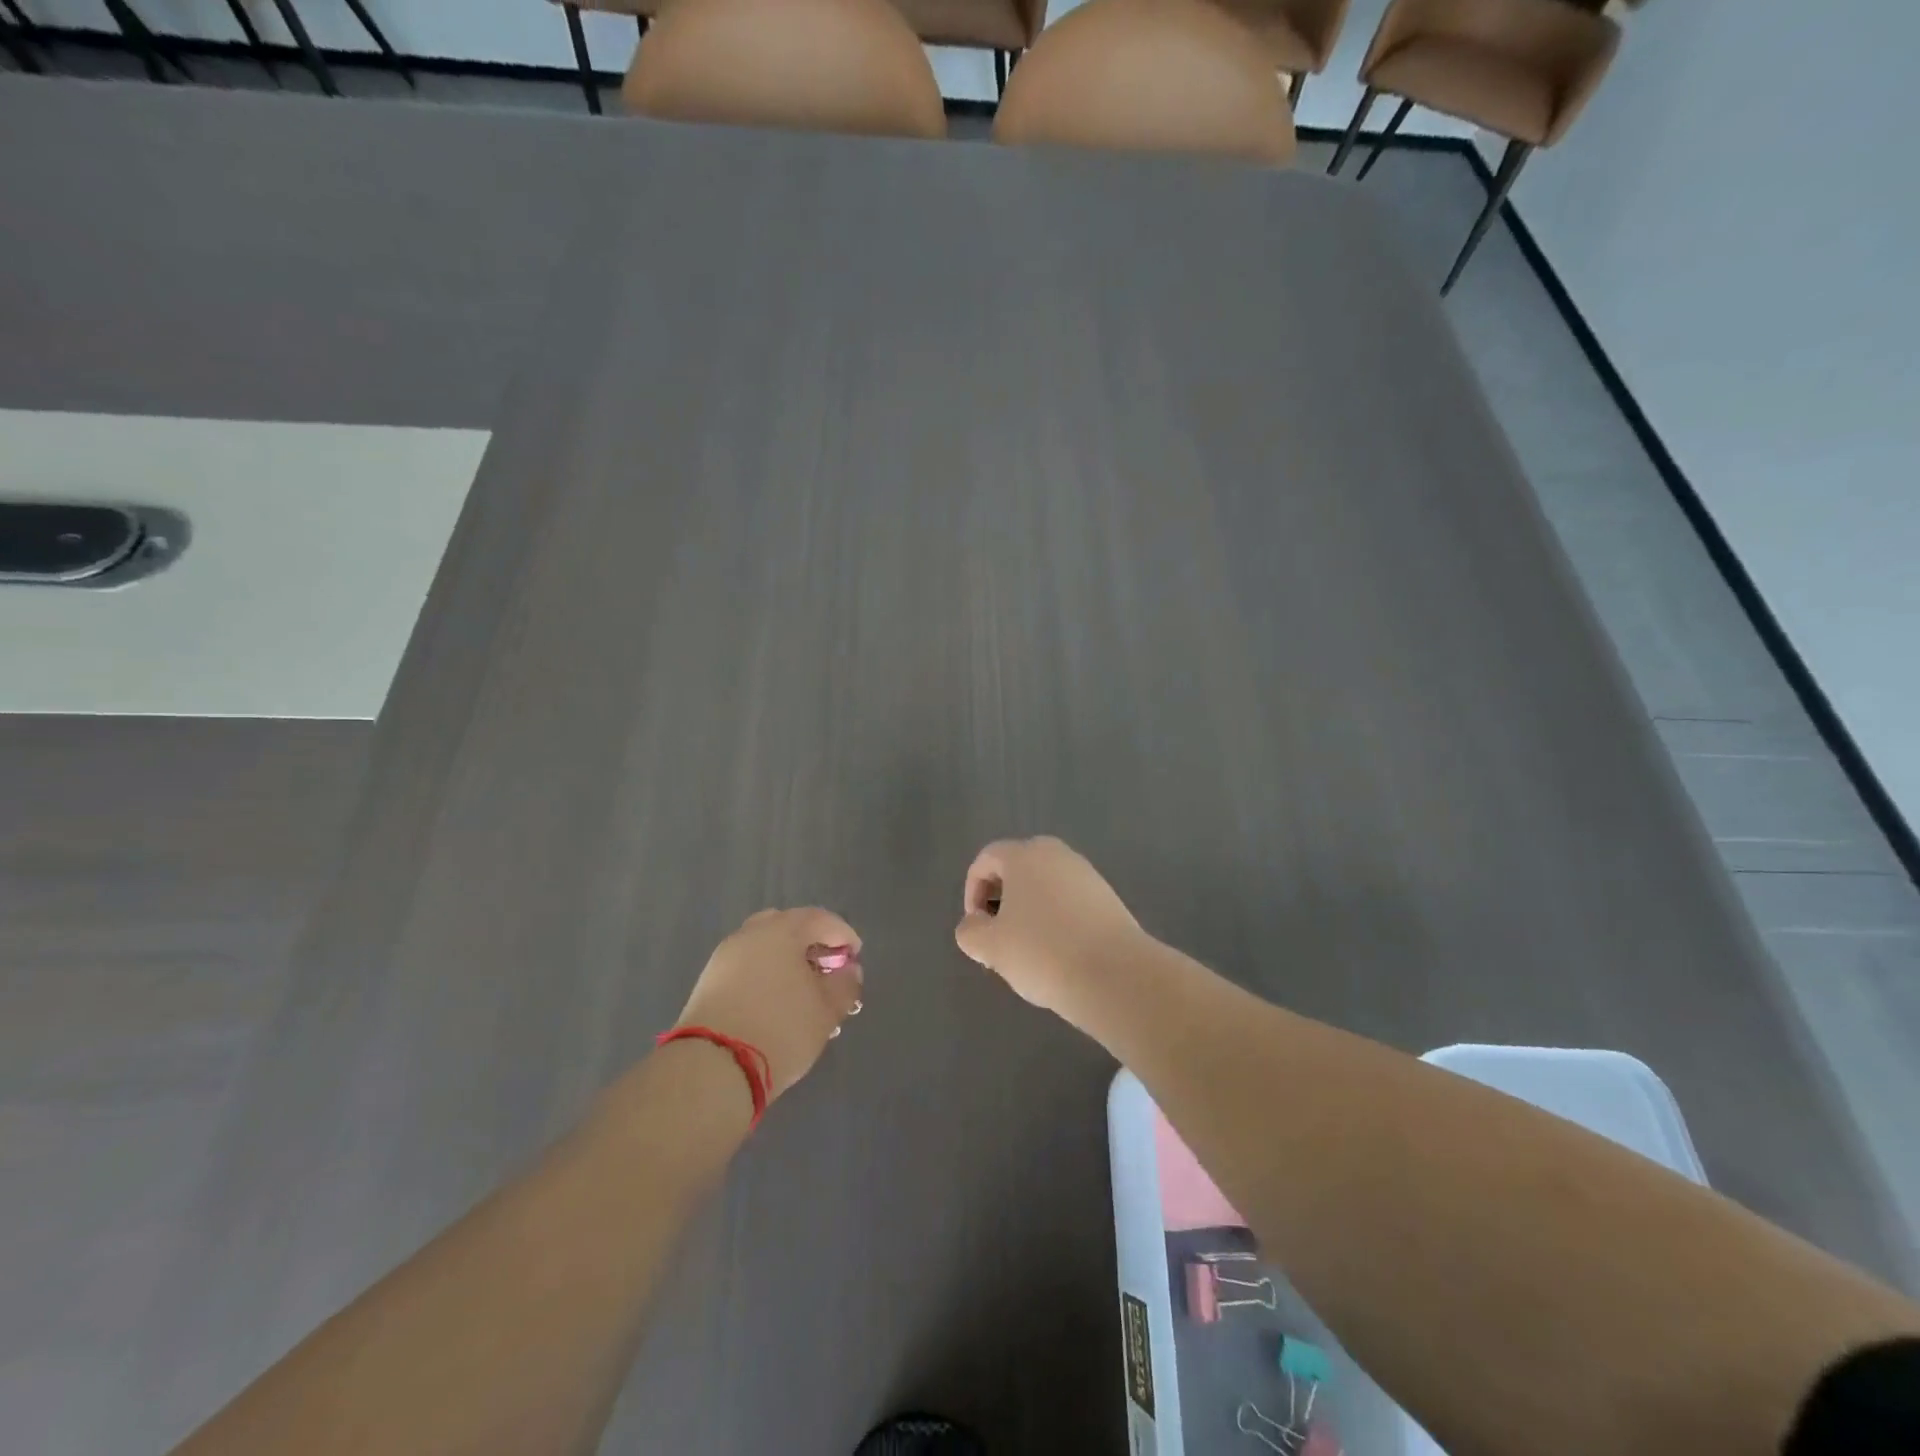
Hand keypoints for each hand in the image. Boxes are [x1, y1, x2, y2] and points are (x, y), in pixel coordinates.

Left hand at [672, 908, 863, 1100]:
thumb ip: (845, 985)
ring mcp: (724, 957)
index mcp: (782, 930)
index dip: (843, 935)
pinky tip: (774, 1004)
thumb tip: (848, 970)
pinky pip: (746, 966)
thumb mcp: (826, 1011)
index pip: (820, 919)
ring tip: (801, 992)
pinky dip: (764, 975)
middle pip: (788, 927)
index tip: (855, 958)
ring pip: (764, 948)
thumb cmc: (780, 1030)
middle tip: (826, 969)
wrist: (711, 1068)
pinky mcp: (707, 982)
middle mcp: (750, 934)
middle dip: (811, 943)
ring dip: (785, 961)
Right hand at [954, 836, 1147, 1021]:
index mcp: (1025, 855)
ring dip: (1029, 913)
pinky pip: (1070, 902)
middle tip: (998, 939)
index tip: (976, 927)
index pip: (987, 859)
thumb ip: (970, 931)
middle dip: (1001, 902)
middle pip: (1017, 869)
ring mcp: (1088, 875)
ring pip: (1045, 887)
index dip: (971, 891)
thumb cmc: (1043, 952)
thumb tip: (975, 925)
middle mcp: (1058, 855)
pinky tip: (1059, 957)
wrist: (1115, 976)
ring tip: (1028, 954)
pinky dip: (1056, 921)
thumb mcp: (990, 946)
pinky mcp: (1109, 899)